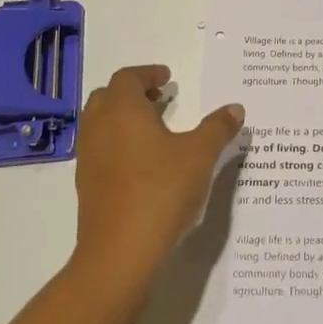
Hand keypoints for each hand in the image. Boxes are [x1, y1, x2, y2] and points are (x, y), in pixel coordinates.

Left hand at [72, 64, 244, 290]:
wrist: (120, 249)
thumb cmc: (161, 190)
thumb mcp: (199, 155)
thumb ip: (218, 128)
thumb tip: (235, 108)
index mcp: (122, 110)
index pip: (128, 77)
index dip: (148, 73)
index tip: (167, 78)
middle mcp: (99, 127)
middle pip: (108, 96)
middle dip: (133, 93)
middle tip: (160, 99)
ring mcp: (88, 157)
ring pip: (100, 123)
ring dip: (124, 118)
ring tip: (155, 130)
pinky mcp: (87, 184)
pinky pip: (100, 149)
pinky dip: (118, 143)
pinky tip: (143, 163)